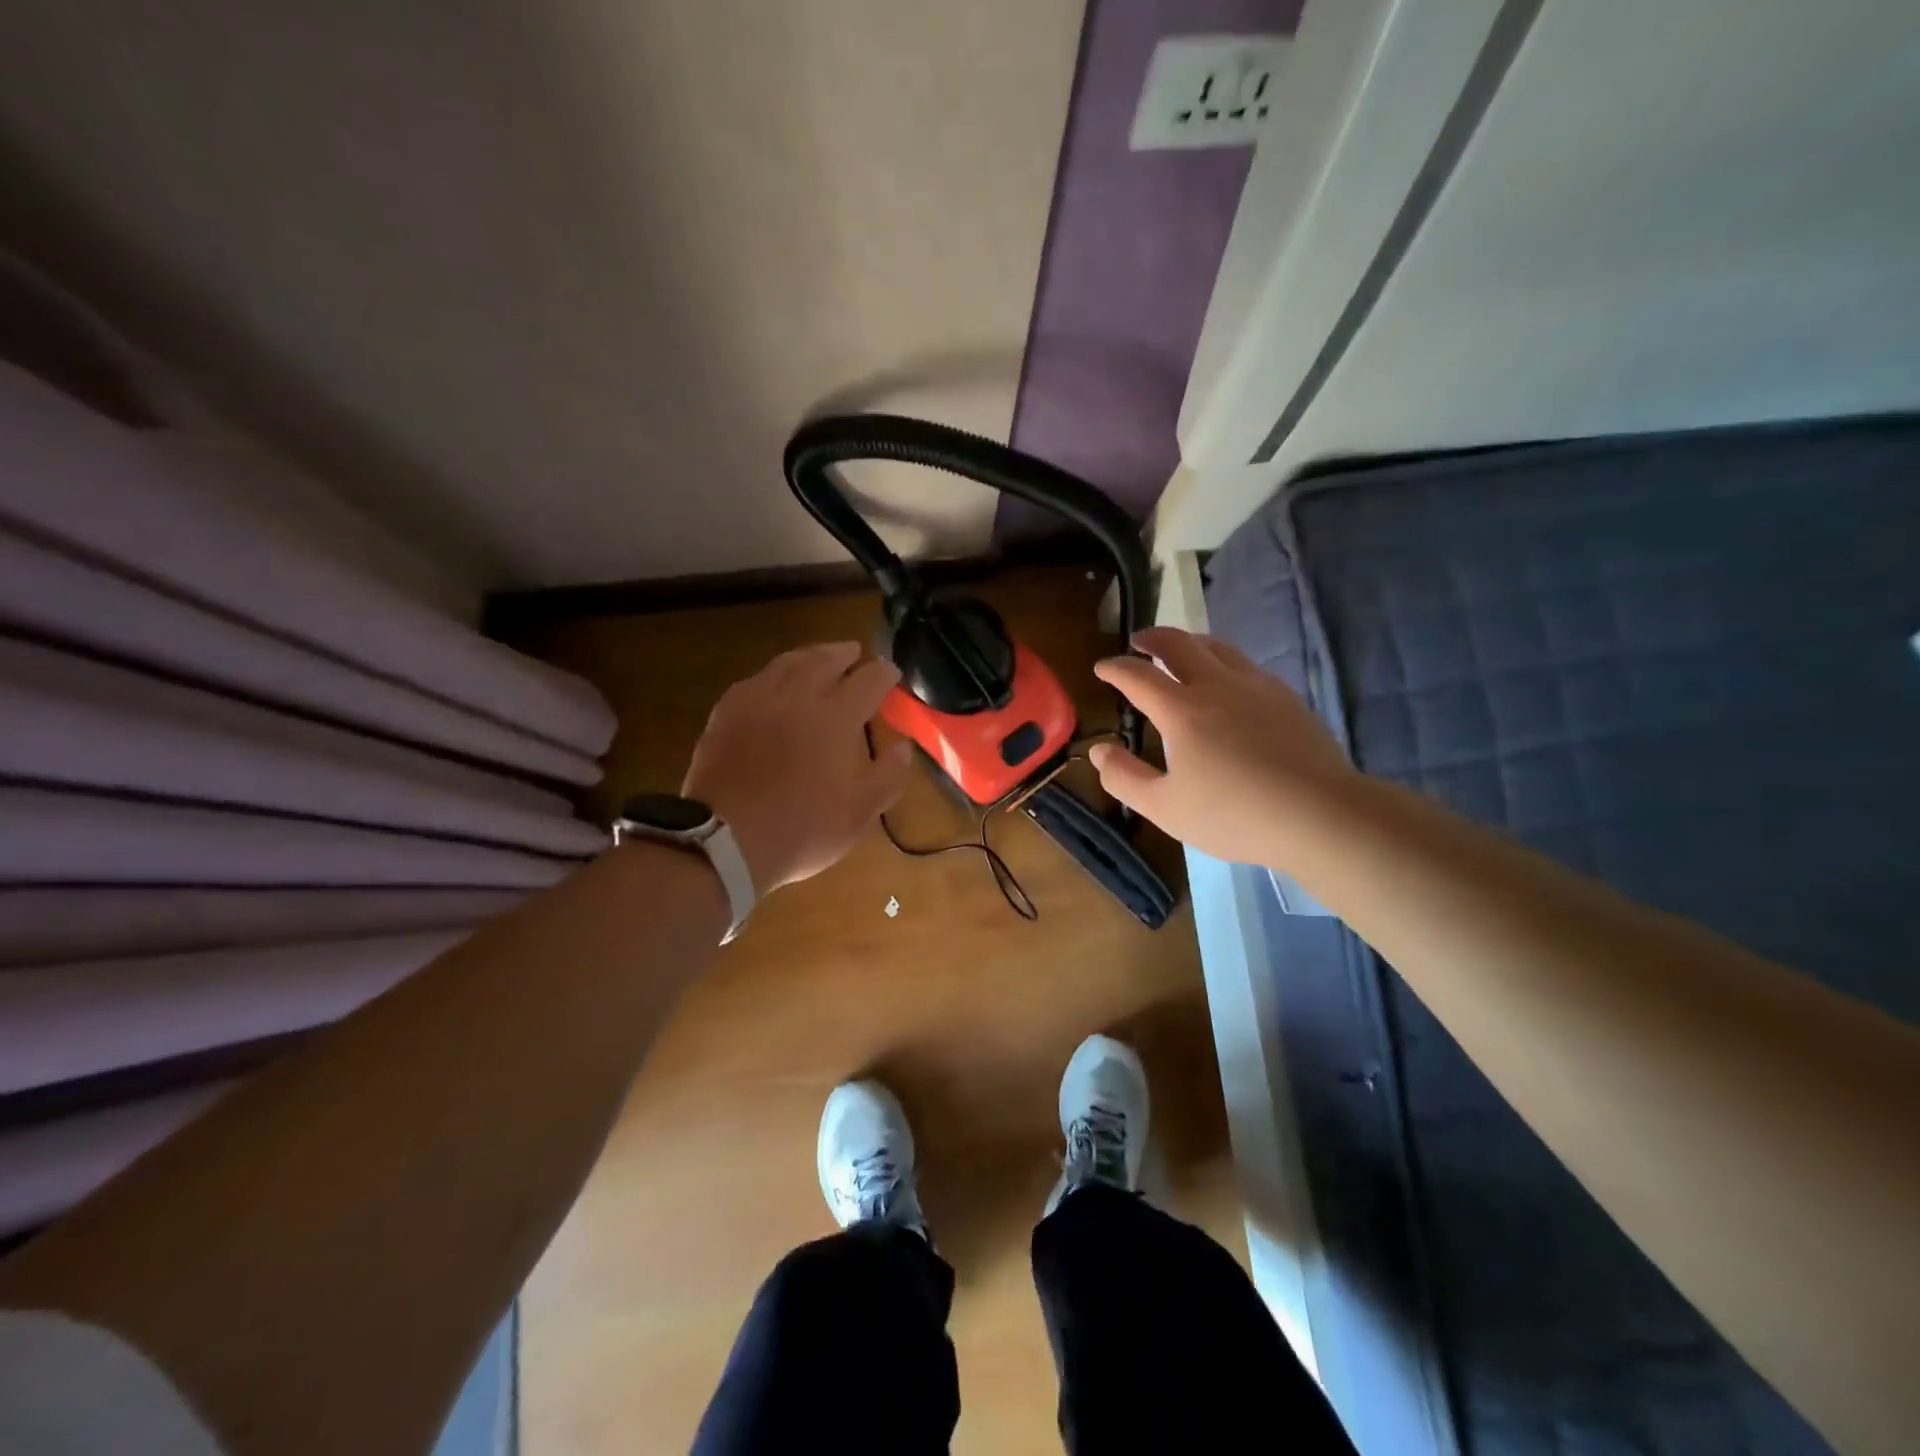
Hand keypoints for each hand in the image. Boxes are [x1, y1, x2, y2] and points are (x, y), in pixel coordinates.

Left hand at [682, 642, 913, 892]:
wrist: (724, 841)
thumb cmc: (801, 829)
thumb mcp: (859, 814)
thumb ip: (887, 776)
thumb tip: (902, 747)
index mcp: (835, 718)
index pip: (867, 681)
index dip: (883, 673)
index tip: (891, 671)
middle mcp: (798, 697)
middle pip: (825, 660)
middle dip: (844, 653)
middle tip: (854, 652)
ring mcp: (757, 701)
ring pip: (787, 663)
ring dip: (809, 655)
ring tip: (818, 657)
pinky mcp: (726, 713)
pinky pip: (755, 680)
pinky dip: (773, 674)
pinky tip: (773, 682)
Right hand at [1090, 627, 1358, 867]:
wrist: (1321, 814)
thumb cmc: (1234, 816)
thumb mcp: (1165, 808)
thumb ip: (1125, 777)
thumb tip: (1099, 750)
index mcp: (1181, 711)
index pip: (1138, 676)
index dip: (1115, 668)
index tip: (1102, 667)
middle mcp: (1216, 686)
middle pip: (1179, 644)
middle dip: (1152, 638)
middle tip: (1138, 641)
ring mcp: (1256, 687)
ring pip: (1217, 647)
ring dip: (1190, 642)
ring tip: (1180, 650)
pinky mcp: (1286, 697)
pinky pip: (1246, 664)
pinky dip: (1223, 661)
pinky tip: (1228, 680)